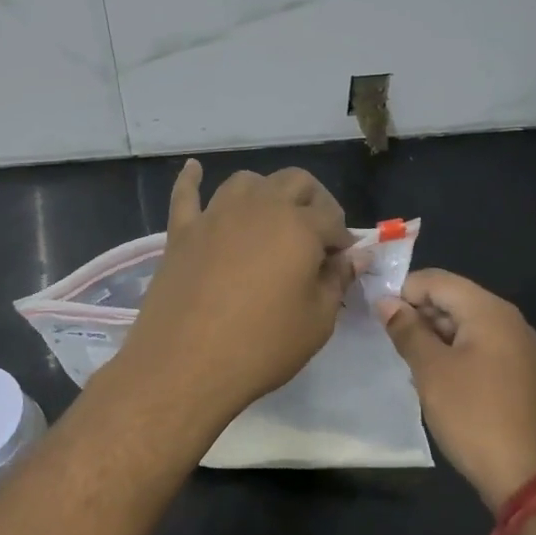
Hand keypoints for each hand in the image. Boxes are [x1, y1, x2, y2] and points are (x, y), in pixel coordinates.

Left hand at [118, 160, 358, 429]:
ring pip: (246, 182)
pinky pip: (186, 194)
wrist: (185, 365)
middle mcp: (258, 207)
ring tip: (271, 218)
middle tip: (315, 236)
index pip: (332, 217)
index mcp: (298, 226)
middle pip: (294, 181)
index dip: (342, 239)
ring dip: (265, 192)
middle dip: (313, 202)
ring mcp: (215, 215)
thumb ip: (337, 280)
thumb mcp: (317, 321)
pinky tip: (194, 169)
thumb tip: (354, 257)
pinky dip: (192, 179)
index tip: (342, 263)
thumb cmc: (261, 346)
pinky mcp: (181, 232)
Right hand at [377, 269, 535, 509]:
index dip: (403, 292)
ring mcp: (519, 348)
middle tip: (390, 344)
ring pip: (466, 326)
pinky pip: (481, 348)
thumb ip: (407, 331)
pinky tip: (438, 382)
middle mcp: (509, 320)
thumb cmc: (475, 416)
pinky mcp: (521, 374)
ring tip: (410, 365)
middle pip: (454, 299)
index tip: (377, 317)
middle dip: (419, 315)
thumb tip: (386, 302)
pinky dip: (455, 355)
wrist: (533, 477)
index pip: (437, 280)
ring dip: (434, 338)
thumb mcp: (432, 371)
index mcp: (489, 311)